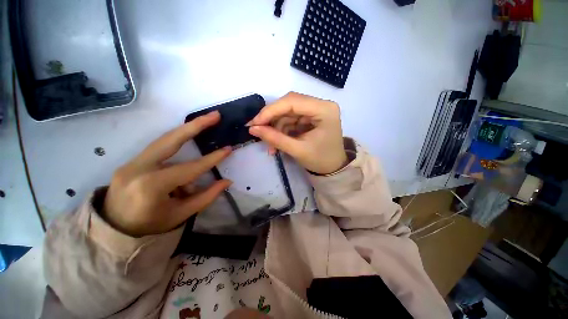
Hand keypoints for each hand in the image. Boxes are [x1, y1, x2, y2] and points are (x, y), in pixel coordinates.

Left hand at [102, 111, 231, 236]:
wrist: (112, 230)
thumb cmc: (149, 226)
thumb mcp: (180, 215)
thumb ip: (206, 196)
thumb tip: (227, 181)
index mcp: (151, 186)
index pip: (189, 168)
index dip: (211, 159)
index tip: (228, 149)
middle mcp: (138, 168)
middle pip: (171, 140)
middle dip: (195, 125)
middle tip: (215, 115)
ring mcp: (131, 162)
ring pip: (164, 140)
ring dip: (187, 130)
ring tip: (206, 121)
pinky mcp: (131, 161)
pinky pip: (159, 149)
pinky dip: (177, 146)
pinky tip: (187, 151)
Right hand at [247, 92, 347, 174]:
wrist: (333, 168)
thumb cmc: (320, 161)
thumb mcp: (297, 150)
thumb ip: (275, 139)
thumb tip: (253, 129)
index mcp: (324, 110)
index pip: (292, 101)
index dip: (270, 111)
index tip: (254, 123)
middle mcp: (320, 105)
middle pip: (289, 104)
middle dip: (272, 119)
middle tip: (257, 131)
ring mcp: (315, 110)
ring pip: (287, 113)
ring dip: (276, 128)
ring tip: (271, 146)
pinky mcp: (310, 117)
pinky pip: (290, 120)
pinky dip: (281, 131)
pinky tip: (277, 144)